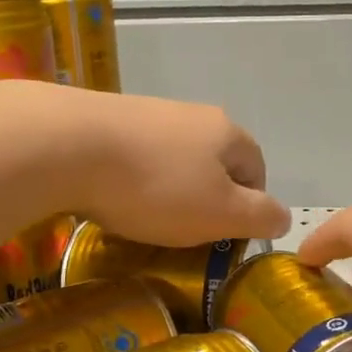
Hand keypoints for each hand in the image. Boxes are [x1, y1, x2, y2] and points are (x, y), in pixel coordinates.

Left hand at [67, 89, 291, 246]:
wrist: (67, 145)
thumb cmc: (157, 186)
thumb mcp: (221, 213)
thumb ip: (260, 217)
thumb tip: (284, 217)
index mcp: (227, 132)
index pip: (256, 170)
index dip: (249, 207)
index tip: (226, 237)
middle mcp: (192, 114)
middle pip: (213, 164)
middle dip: (206, 200)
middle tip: (187, 233)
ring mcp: (148, 113)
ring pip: (173, 162)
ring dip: (168, 192)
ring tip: (146, 220)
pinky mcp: (107, 120)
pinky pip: (135, 158)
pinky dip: (133, 182)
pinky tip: (114, 200)